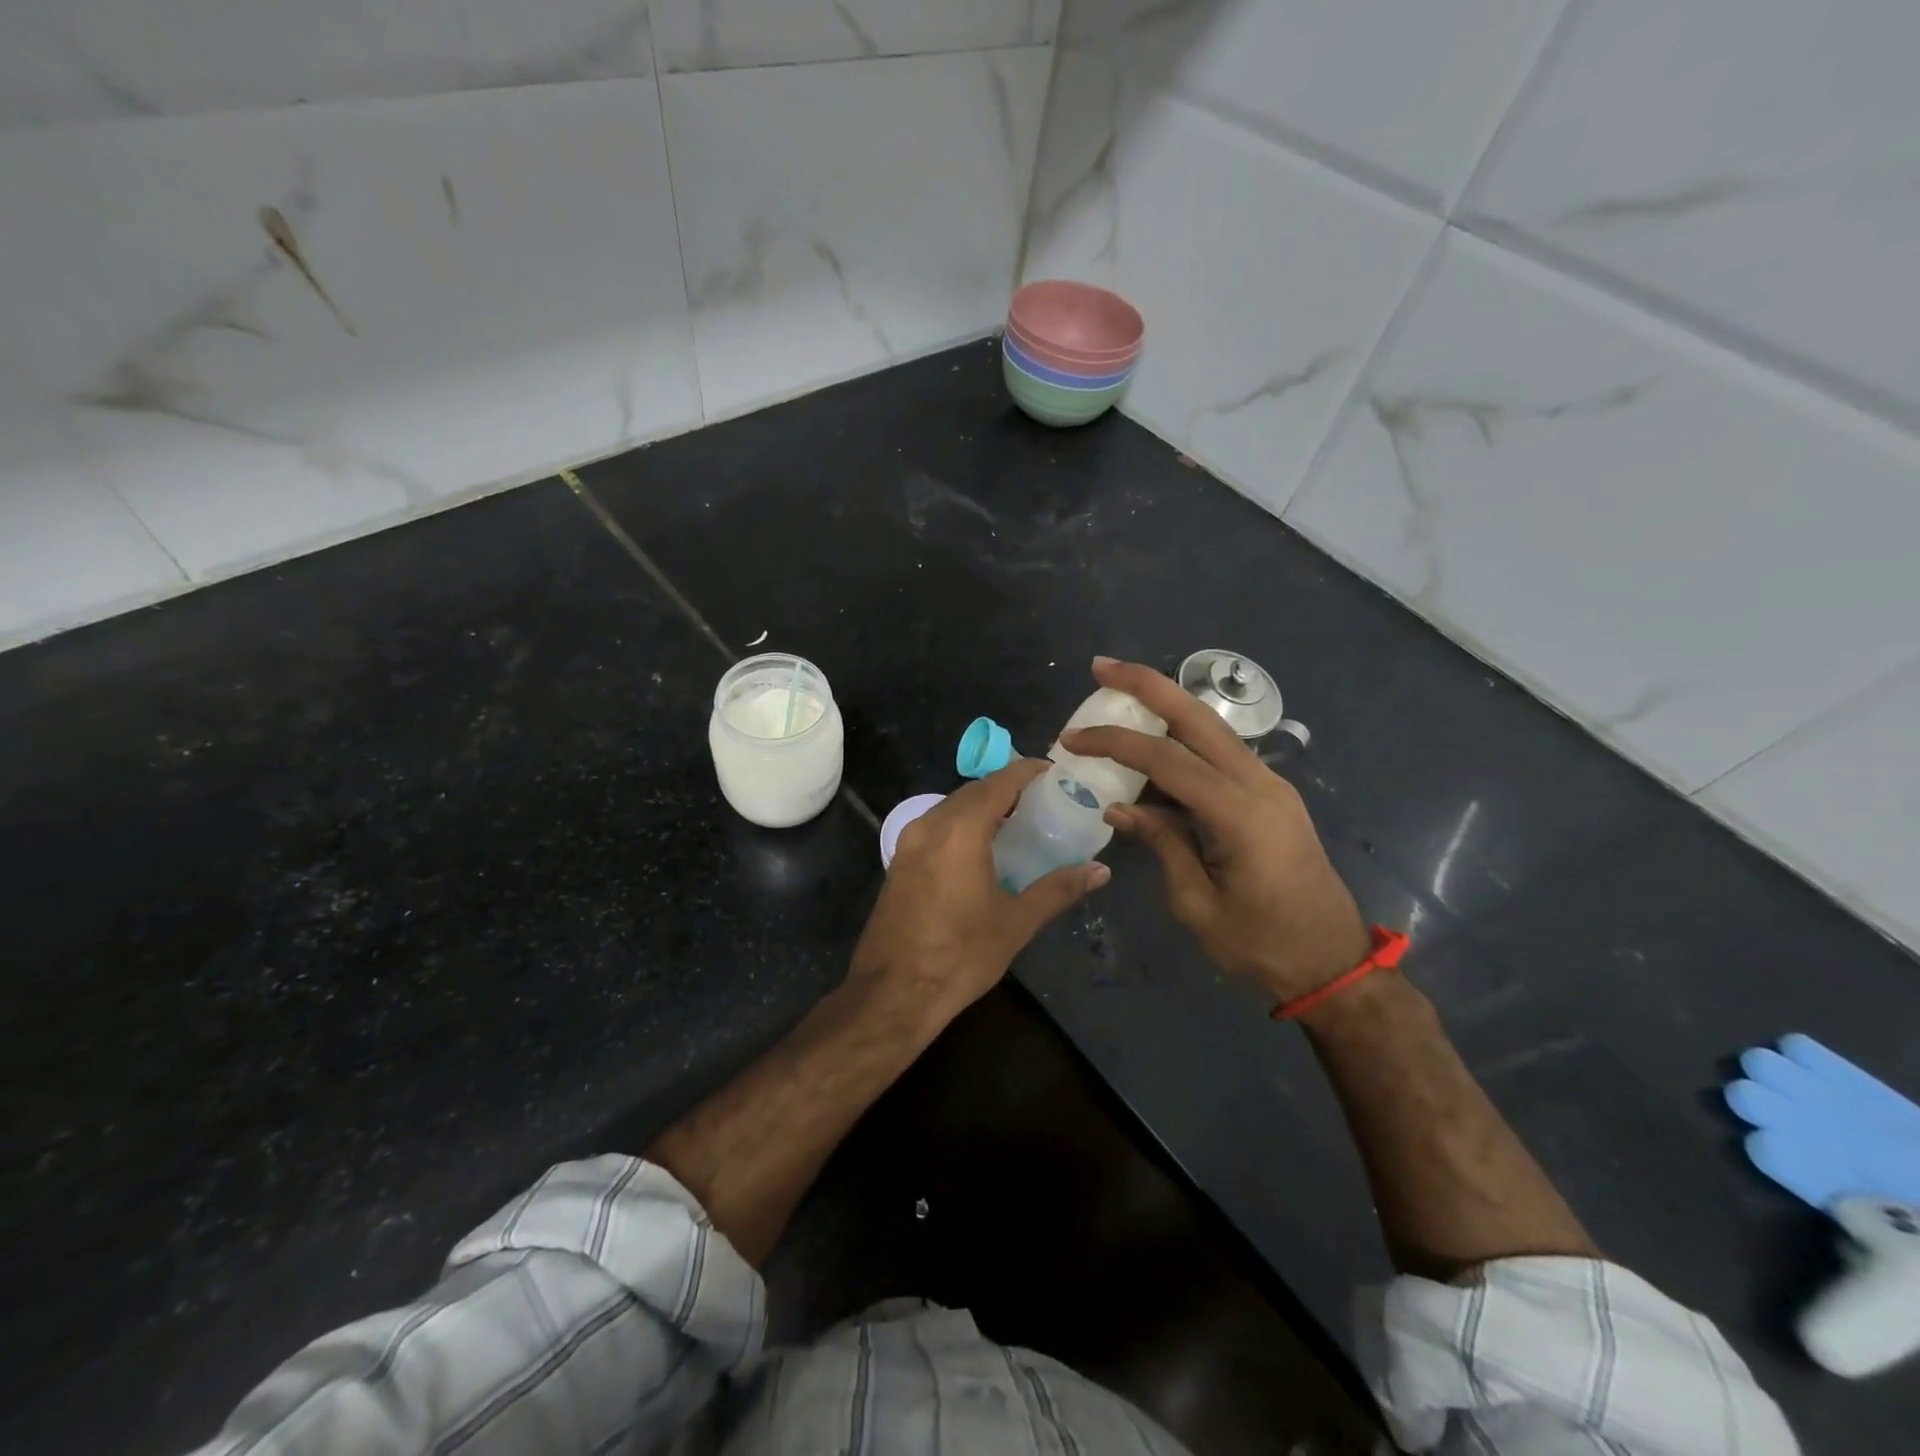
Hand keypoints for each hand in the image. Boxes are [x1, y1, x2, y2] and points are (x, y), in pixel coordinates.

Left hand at [849, 759, 1108, 1026]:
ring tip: (1016, 824)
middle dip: (1006, 788)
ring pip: (951, 807)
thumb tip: (1100, 870)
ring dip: (982, 807)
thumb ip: (1058, 889)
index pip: (999, 782)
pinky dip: (961, 825)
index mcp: (960, 830)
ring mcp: (908, 843)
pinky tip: (981, 850)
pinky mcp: (898, 862)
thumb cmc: (960, 955)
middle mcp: (930, 825)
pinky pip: (935, 827)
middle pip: (973, 791)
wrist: (892, 992)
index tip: (1053, 773)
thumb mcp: (1015, 923)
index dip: (1027, 772)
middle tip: (1041, 801)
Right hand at [1061, 658, 1368, 1004]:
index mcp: (1240, 813)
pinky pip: (1221, 753)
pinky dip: (1184, 738)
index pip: (1166, 760)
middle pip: (1197, 717)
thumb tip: (1119, 807)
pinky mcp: (1272, 795)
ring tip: (1120, 694)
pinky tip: (1155, 742)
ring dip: (1166, 705)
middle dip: (1147, 685)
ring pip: (1212, 728)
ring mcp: (1271, 786)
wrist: (1332, 962)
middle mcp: (1260, 784)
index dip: (1115, 743)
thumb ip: (1161, 844)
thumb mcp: (1197, 904)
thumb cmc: (1261, 944)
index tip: (1072, 741)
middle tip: (1101, 667)